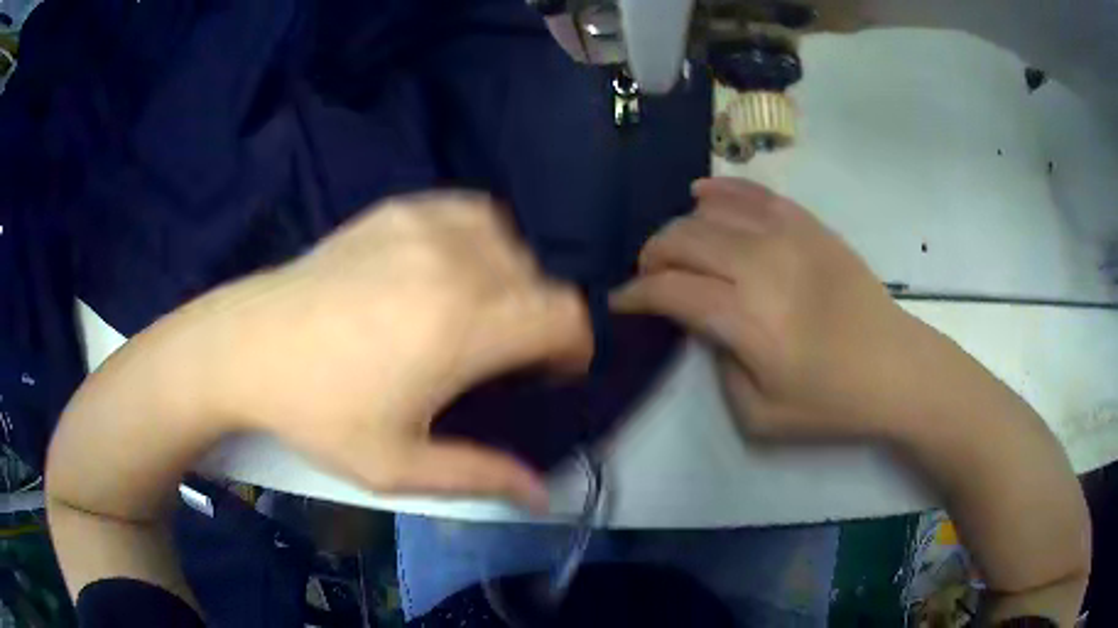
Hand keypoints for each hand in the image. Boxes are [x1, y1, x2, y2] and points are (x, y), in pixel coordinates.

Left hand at [202, 192, 591, 508]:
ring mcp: (425, 226)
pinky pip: (471, 213)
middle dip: (541, 320)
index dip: (573, 344)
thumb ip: (479, 476)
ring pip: (512, 240)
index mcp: (463, 326)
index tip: (550, 372)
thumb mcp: (398, 465)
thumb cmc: (319, 412)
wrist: (248, 347)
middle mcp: (456, 262)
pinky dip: (482, 239)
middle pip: (542, 278)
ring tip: (479, 311)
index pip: (564, 314)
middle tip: (505, 356)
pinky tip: (452, 268)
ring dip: (514, 278)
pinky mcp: (399, 209)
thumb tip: (541, 495)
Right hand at [612, 177, 913, 438]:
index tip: (621, 302)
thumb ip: (719, 367)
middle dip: (652, 255)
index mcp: (746, 319)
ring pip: (712, 211)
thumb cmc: (831, 402)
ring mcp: (788, 236)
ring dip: (681, 226)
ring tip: (675, 246)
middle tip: (648, 276)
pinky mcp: (810, 225)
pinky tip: (704, 195)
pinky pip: (755, 194)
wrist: (896, 369)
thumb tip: (706, 325)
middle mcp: (761, 265)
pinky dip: (721, 191)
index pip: (669, 289)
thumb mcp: (759, 416)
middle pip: (684, 240)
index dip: (636, 294)